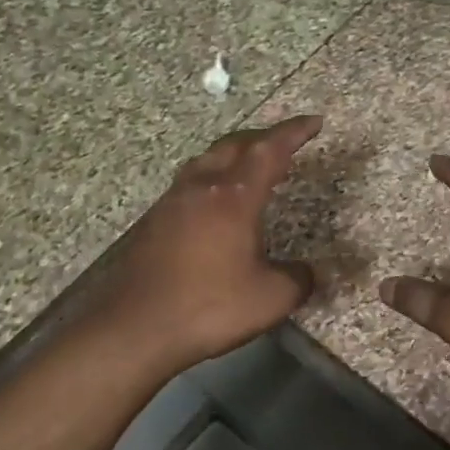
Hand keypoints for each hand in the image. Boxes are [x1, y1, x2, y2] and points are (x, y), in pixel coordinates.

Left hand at [90, 116, 322, 374]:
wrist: (135, 327)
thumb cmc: (209, 307)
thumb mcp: (270, 299)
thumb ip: (297, 279)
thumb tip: (308, 272)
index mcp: (233, 197)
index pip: (269, 150)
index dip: (294, 132)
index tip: (314, 122)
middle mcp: (200, 189)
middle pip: (233, 145)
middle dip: (262, 137)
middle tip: (284, 142)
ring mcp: (171, 203)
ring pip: (205, 161)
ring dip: (231, 155)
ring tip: (249, 166)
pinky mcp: (153, 223)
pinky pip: (188, 185)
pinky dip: (211, 179)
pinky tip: (214, 204)